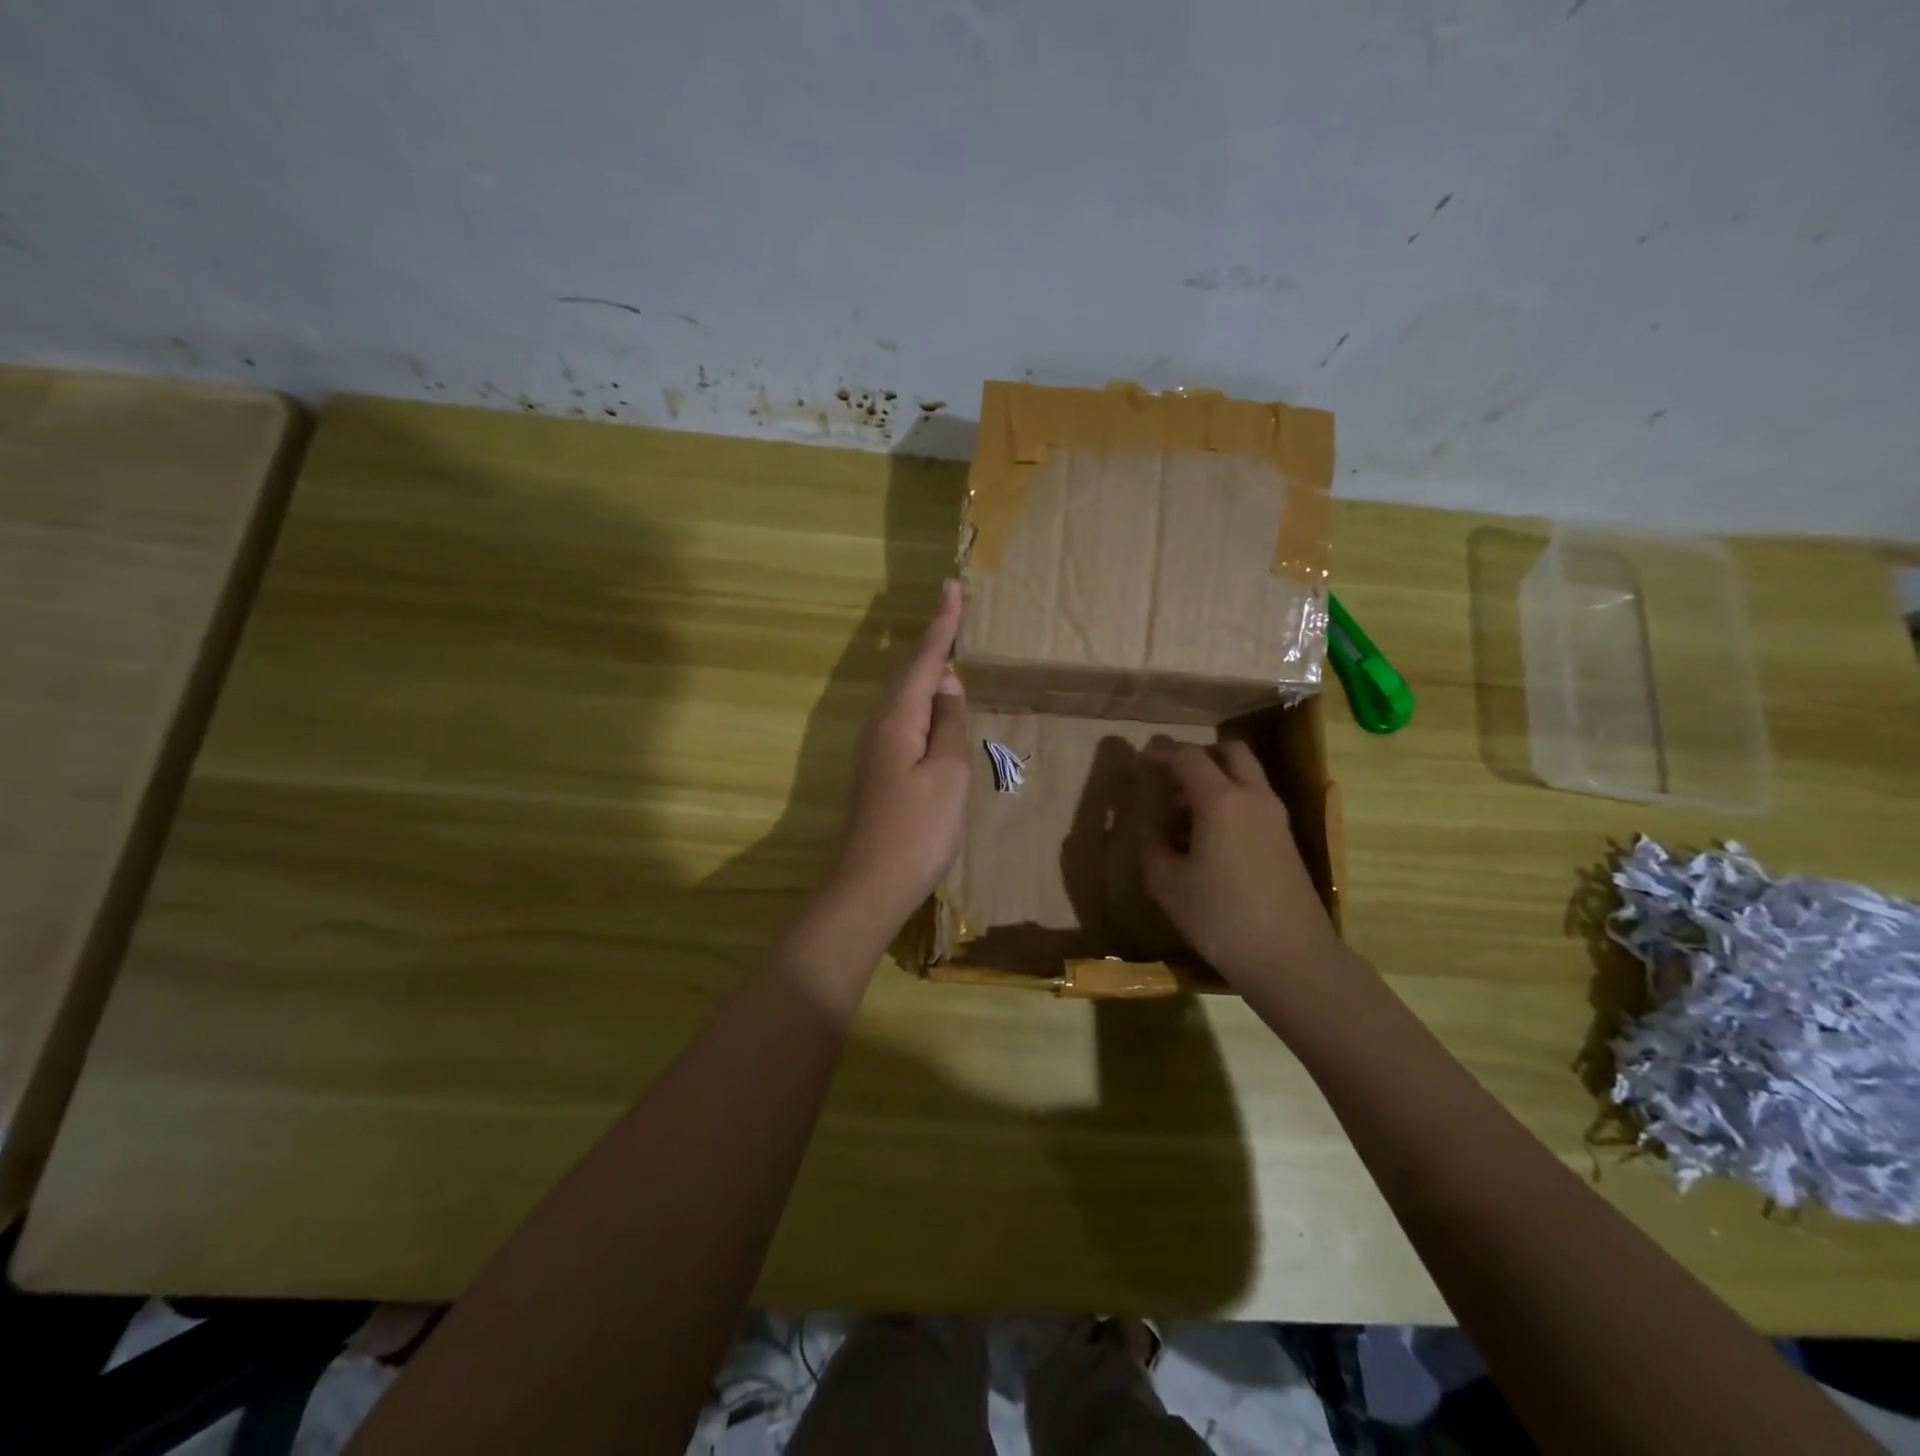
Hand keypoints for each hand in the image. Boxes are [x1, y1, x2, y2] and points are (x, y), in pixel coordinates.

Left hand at [821, 579, 969, 931]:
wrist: (869, 886)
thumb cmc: (917, 830)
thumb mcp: (947, 774)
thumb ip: (948, 725)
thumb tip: (946, 684)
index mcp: (897, 719)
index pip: (924, 660)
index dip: (942, 625)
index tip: (951, 587)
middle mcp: (879, 725)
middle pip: (908, 672)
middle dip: (931, 640)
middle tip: (952, 609)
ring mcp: (874, 749)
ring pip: (903, 695)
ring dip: (924, 668)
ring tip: (946, 646)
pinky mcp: (878, 770)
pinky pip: (903, 718)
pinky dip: (921, 700)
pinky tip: (931, 705)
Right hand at [1139, 740, 1346, 987]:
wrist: (1291, 958)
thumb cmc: (1220, 918)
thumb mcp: (1167, 884)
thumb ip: (1153, 844)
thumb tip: (1153, 827)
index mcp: (1221, 800)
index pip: (1188, 756)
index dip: (1160, 753)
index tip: (1140, 762)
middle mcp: (1253, 797)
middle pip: (1229, 751)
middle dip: (1198, 755)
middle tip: (1170, 778)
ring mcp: (1276, 817)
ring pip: (1246, 774)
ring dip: (1216, 779)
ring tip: (1183, 814)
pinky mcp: (1286, 838)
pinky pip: (1254, 800)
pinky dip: (1230, 800)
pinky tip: (1208, 838)